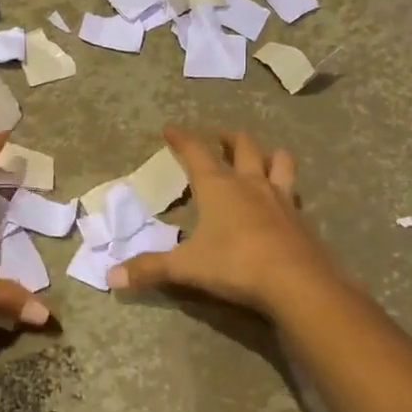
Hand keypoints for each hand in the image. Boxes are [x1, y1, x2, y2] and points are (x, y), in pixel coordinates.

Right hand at [108, 126, 344, 317]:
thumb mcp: (185, 268)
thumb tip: (111, 277)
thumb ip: (149, 269)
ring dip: (268, 155)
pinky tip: (281, 201)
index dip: (181, 138)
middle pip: (243, 146)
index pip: (196, 152)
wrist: (297, 283)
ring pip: (279, 161)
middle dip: (228, 138)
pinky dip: (285, 189)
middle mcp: (250, 184)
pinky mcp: (300, 219)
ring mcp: (280, 199)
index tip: (170, 128)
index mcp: (218, 187)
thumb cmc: (235, 264)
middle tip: (219, 138)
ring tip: (260, 158)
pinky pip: (293, 193)